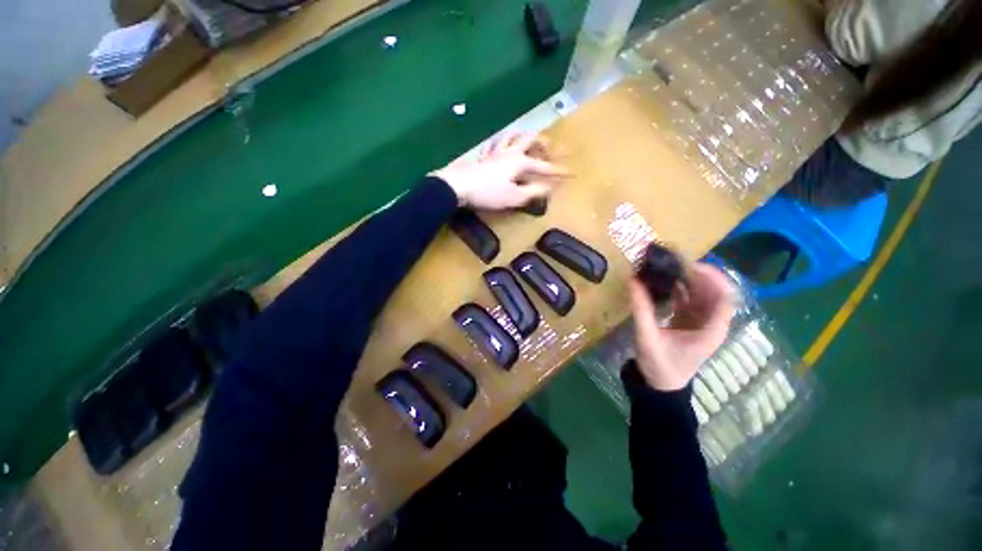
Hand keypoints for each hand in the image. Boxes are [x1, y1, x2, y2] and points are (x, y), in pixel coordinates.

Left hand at [431, 133, 568, 210]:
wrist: (459, 186)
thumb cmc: (488, 193)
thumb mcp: (514, 197)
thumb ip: (533, 192)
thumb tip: (550, 188)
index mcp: (520, 162)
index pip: (544, 167)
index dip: (558, 171)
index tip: (572, 173)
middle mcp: (510, 152)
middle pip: (530, 139)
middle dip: (544, 143)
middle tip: (552, 148)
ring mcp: (495, 152)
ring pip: (512, 136)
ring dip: (523, 136)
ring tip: (529, 140)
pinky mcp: (483, 156)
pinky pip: (494, 144)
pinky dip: (501, 142)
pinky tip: (500, 145)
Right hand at [629, 263, 735, 390]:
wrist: (660, 386)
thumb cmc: (660, 365)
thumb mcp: (647, 337)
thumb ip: (641, 309)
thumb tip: (633, 280)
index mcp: (711, 329)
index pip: (724, 297)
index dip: (712, 277)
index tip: (688, 264)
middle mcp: (711, 323)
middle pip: (713, 292)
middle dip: (695, 275)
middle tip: (671, 263)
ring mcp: (701, 322)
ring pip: (701, 294)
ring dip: (686, 280)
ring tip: (666, 268)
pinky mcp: (689, 322)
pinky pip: (688, 300)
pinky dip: (678, 289)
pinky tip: (663, 282)